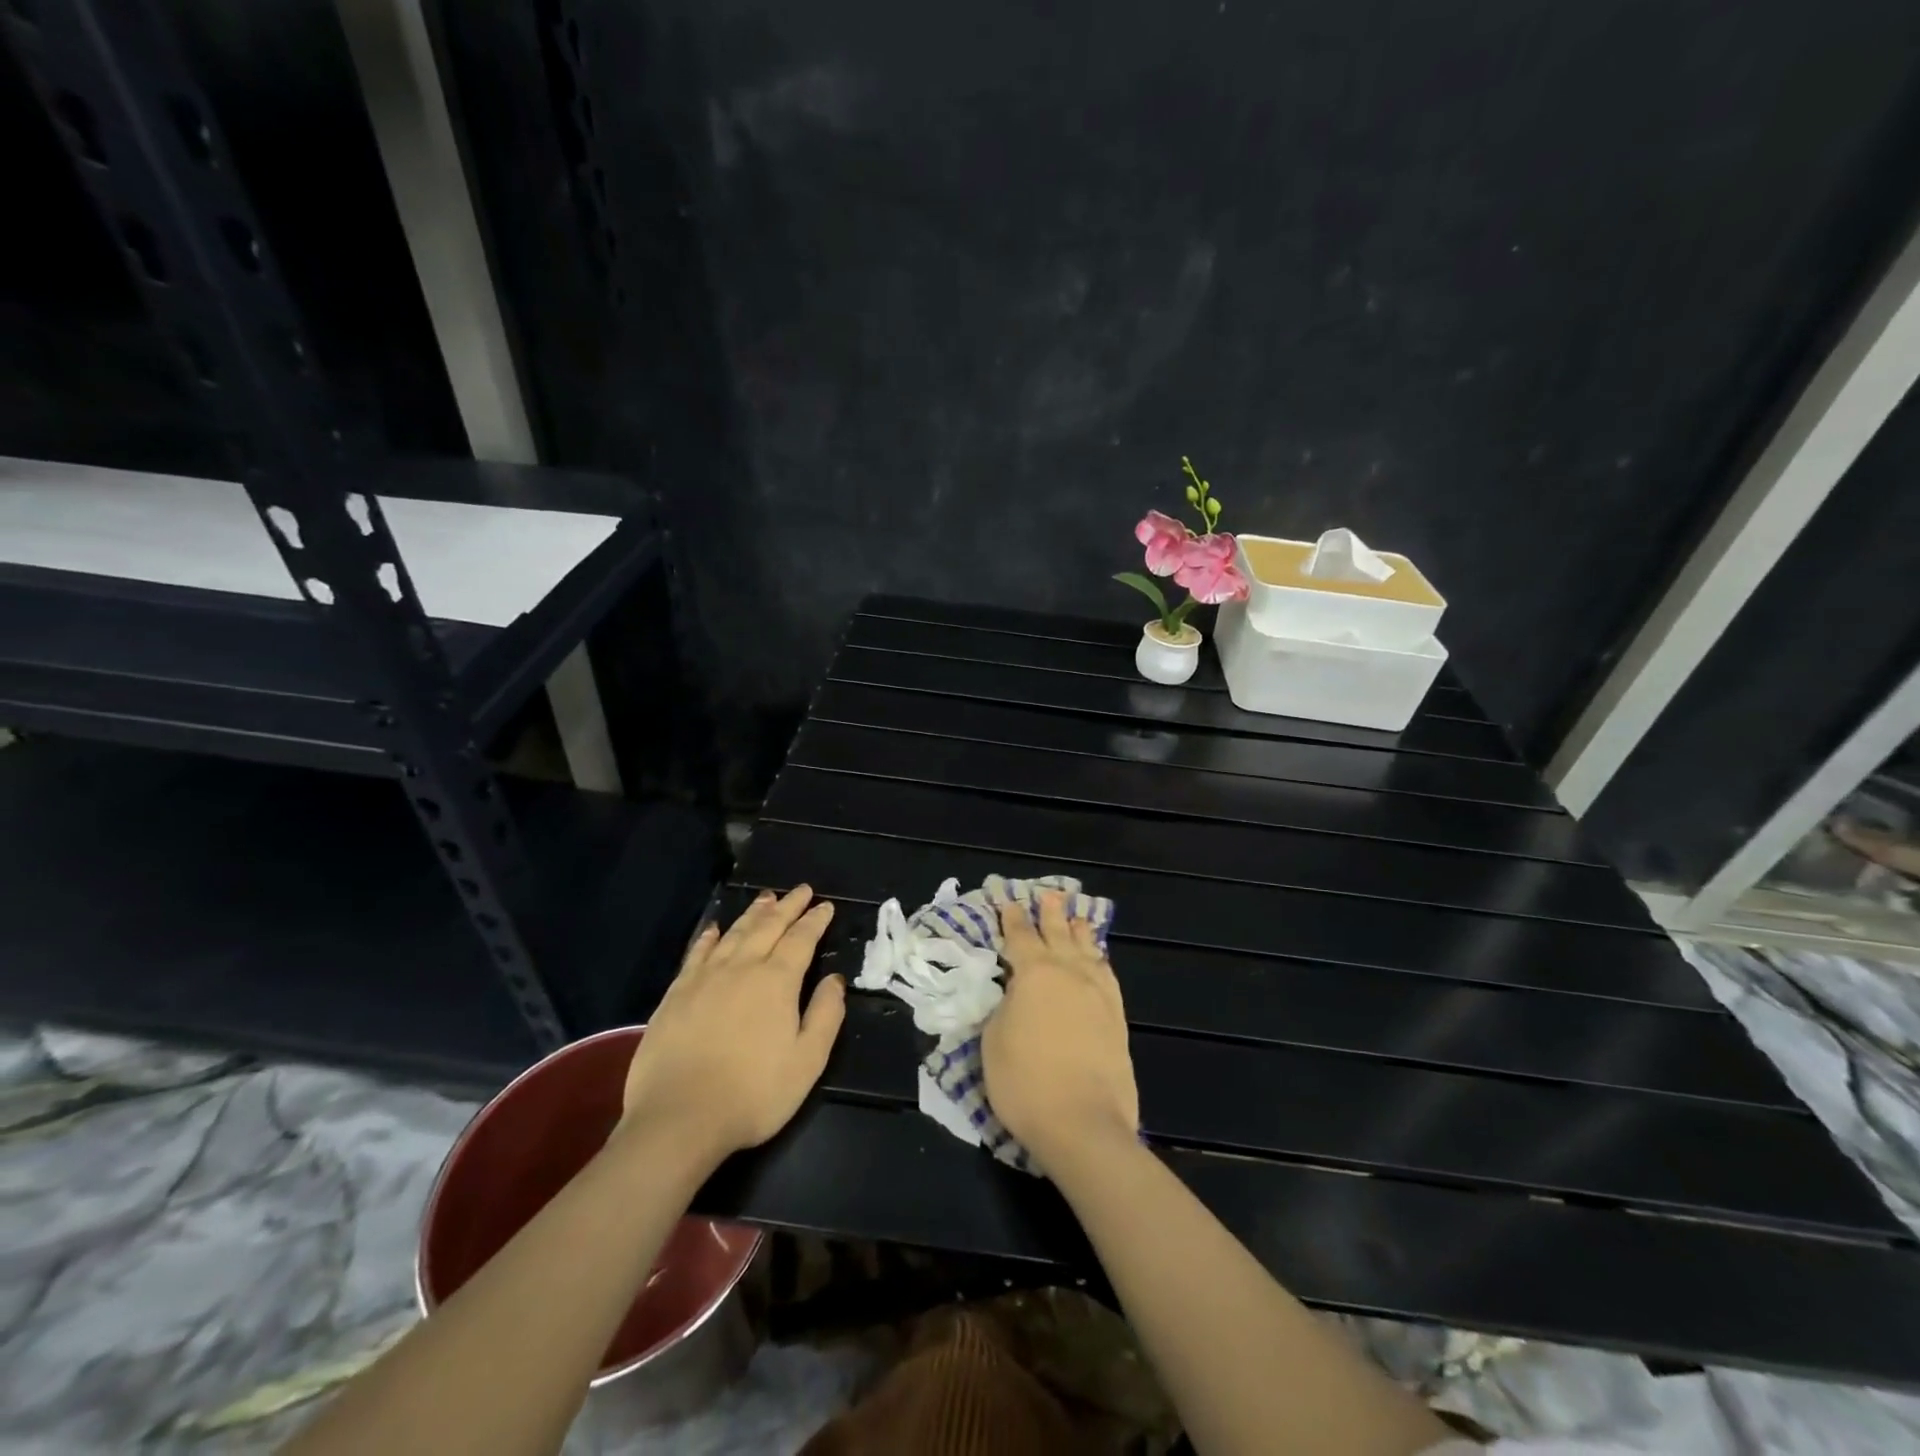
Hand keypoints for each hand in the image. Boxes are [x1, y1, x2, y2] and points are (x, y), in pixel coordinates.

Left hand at [618, 886, 845, 1163]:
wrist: (678, 1119)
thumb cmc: (753, 1094)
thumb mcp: (807, 1061)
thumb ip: (826, 1015)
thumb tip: (835, 979)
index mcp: (777, 981)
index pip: (801, 939)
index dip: (815, 920)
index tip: (825, 906)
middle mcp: (742, 968)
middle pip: (768, 927)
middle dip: (788, 906)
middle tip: (801, 890)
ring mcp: (704, 978)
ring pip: (734, 933)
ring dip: (753, 913)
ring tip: (766, 898)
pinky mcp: (676, 994)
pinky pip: (696, 953)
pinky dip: (709, 936)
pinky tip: (714, 928)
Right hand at [983, 890, 1138, 1168]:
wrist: (1083, 1124)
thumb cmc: (1025, 1082)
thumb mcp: (993, 1040)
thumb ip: (1004, 1006)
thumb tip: (1015, 992)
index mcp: (1034, 974)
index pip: (1020, 937)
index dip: (1012, 919)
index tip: (1008, 902)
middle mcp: (1069, 973)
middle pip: (1058, 933)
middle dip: (1051, 913)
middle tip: (1049, 895)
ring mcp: (1097, 993)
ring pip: (1087, 949)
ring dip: (1079, 930)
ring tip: (1076, 916)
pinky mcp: (1116, 1017)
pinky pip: (1107, 974)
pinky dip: (1100, 959)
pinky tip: (1098, 959)